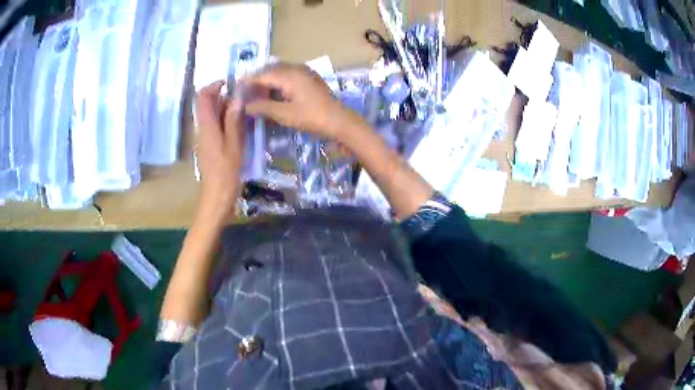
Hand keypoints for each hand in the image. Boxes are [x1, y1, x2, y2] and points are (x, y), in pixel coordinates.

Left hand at [195, 80, 243, 219]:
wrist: (216, 197)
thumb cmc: (226, 172)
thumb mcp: (234, 145)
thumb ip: (234, 121)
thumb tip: (236, 99)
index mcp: (206, 126)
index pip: (203, 97)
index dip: (214, 86)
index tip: (230, 84)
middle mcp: (202, 129)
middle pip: (207, 104)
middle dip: (224, 97)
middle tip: (243, 100)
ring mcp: (204, 138)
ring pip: (211, 115)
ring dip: (225, 109)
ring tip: (244, 113)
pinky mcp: (208, 146)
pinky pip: (214, 126)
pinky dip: (225, 121)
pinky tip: (239, 128)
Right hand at [243, 63, 363, 141]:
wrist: (340, 120)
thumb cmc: (312, 117)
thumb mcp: (285, 114)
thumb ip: (263, 107)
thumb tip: (245, 106)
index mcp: (289, 74)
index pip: (262, 74)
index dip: (248, 81)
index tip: (235, 87)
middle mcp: (296, 68)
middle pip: (270, 70)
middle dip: (256, 80)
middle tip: (245, 92)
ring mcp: (304, 71)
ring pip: (279, 71)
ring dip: (267, 80)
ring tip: (257, 93)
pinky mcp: (310, 77)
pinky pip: (289, 74)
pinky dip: (278, 81)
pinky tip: (274, 92)